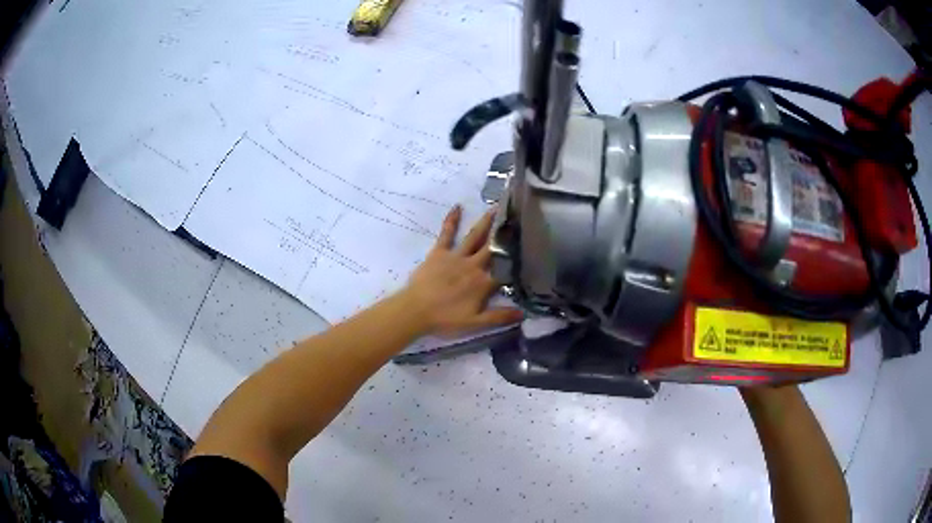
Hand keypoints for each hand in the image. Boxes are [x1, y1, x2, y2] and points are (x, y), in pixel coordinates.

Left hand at [400, 205, 522, 336]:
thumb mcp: (475, 323)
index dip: (519, 259)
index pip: (506, 269)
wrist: (415, 311)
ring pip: (475, 236)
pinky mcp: (439, 252)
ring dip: (486, 221)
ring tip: (497, 207)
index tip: (531, 247)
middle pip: (493, 247)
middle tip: (519, 216)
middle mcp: (473, 265)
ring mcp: (456, 256)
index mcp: (483, 283)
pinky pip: (446, 233)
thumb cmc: (445, 319)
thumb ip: (499, 317)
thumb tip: (524, 312)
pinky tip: (457, 206)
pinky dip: (451, 220)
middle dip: (506, 232)